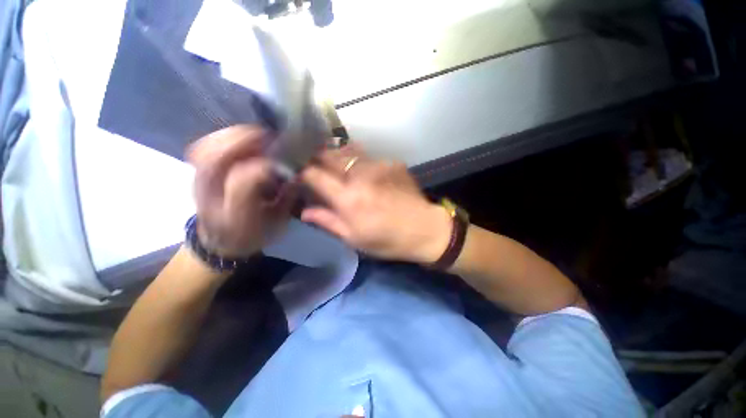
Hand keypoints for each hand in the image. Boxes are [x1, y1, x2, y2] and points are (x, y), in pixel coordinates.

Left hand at [188, 125, 295, 257]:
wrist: (220, 239)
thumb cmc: (254, 233)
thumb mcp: (277, 223)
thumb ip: (287, 199)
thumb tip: (296, 173)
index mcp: (234, 217)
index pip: (242, 183)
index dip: (263, 168)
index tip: (283, 163)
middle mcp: (209, 198)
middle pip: (217, 159)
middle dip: (246, 142)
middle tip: (271, 137)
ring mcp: (198, 182)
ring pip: (207, 148)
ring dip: (235, 136)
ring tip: (258, 134)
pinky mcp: (196, 172)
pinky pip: (203, 145)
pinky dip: (223, 136)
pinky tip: (242, 138)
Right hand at [300, 146, 451, 263]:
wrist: (424, 229)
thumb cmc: (387, 240)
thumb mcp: (354, 239)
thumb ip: (328, 222)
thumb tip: (304, 211)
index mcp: (349, 198)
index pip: (314, 174)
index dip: (302, 172)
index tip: (299, 175)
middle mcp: (361, 176)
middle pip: (330, 155)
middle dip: (317, 158)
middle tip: (315, 166)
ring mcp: (379, 165)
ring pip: (349, 152)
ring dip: (338, 157)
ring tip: (337, 167)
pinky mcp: (393, 163)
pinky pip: (369, 158)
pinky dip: (360, 163)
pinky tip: (364, 173)